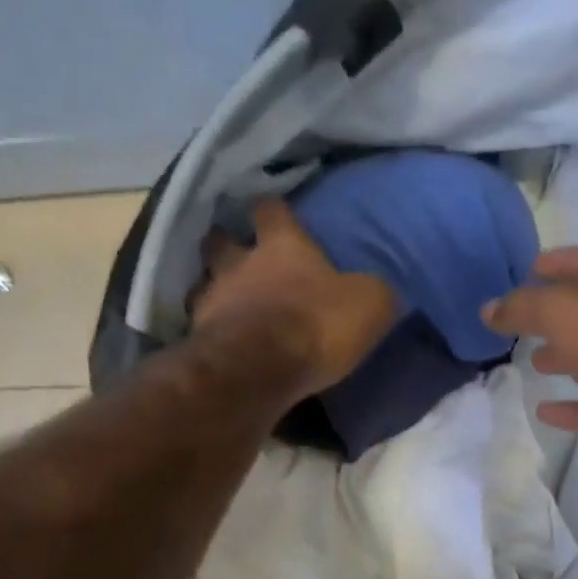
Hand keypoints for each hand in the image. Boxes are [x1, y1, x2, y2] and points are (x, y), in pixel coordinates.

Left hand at [193, 198, 399, 399]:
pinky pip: (201, 326)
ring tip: (224, 301)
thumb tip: (378, 289)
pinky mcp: (199, 338)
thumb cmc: (317, 324)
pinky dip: (209, 330)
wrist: (260, 369)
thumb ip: (372, 291)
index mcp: (283, 246)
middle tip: (234, 250)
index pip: (271, 210)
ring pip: (205, 283)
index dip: (272, 210)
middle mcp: (240, 263)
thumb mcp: (368, 305)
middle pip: (221, 241)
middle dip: (226, 243)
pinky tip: (218, 340)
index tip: (271, 209)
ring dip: (213, 288)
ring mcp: (212, 300)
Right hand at [482, 246, 577, 481]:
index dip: (559, 261)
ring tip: (530, 359)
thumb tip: (488, 310)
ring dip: (564, 356)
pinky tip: (543, 410)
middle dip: (556, 312)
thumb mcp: (561, 309)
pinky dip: (569, 406)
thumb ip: (521, 307)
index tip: (526, 270)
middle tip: (520, 319)